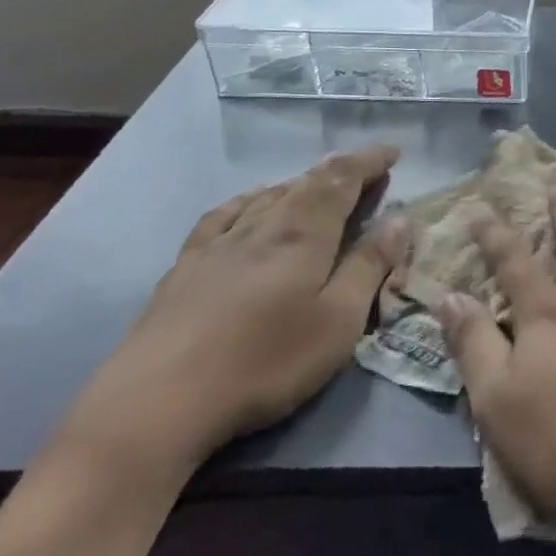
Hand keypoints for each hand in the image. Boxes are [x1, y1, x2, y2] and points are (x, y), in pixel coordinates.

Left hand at [65, 145, 407, 476]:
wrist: (156, 403)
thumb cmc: (264, 363)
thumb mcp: (338, 322)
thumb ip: (369, 267)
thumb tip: (399, 219)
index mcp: (303, 235)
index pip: (342, 180)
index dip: (369, 162)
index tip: (393, 152)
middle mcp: (262, 226)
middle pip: (306, 183)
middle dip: (341, 170)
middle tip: (367, 169)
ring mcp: (218, 244)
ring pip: (267, 196)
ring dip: (301, 183)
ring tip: (319, 184)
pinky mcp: (186, 267)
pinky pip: (224, 215)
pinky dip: (249, 200)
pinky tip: (249, 205)